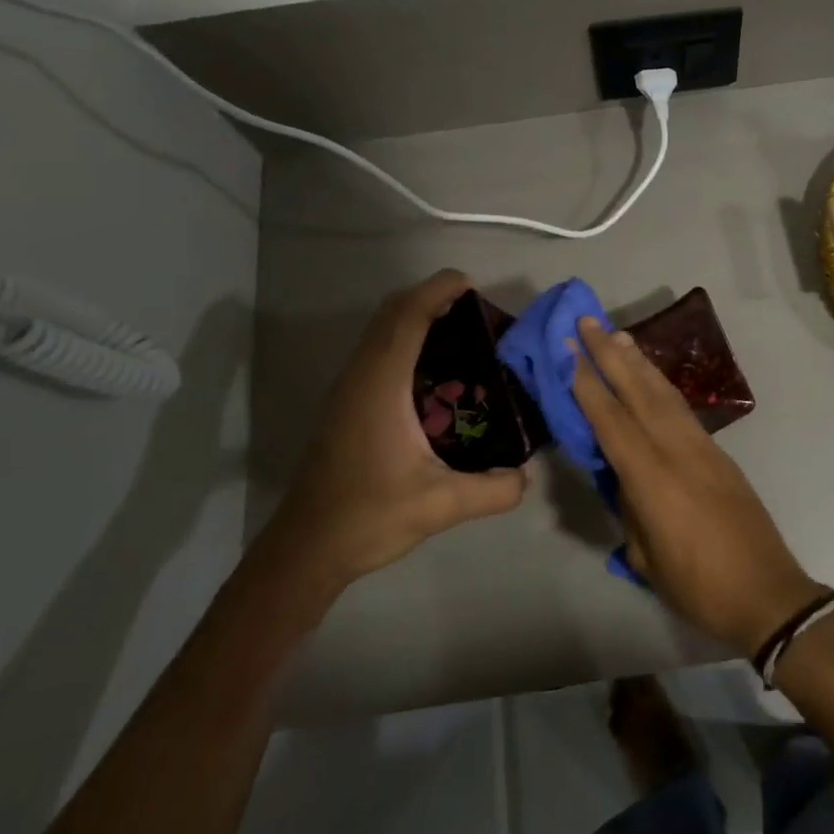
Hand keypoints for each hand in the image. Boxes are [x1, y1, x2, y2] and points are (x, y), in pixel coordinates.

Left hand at [268, 270, 527, 593]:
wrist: (307, 547)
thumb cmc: (368, 516)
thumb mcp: (441, 506)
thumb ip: (492, 489)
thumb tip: (526, 475)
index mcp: (380, 386)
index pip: (407, 318)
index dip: (437, 291)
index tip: (471, 286)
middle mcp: (360, 377)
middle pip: (391, 314)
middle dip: (430, 297)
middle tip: (475, 310)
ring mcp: (349, 389)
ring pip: (380, 331)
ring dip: (415, 316)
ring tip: (462, 332)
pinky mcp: (347, 404)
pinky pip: (377, 351)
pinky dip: (405, 339)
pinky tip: (435, 371)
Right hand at [571, 318, 820, 655]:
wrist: (768, 593)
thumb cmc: (699, 586)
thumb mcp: (646, 556)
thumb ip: (630, 508)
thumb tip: (622, 478)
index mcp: (652, 478)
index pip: (611, 421)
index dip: (587, 384)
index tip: (568, 350)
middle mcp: (677, 450)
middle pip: (638, 392)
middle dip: (610, 354)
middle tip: (587, 321)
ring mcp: (703, 448)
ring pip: (664, 394)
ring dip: (639, 362)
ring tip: (618, 335)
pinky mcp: (719, 453)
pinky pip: (682, 409)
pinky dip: (662, 386)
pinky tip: (652, 378)